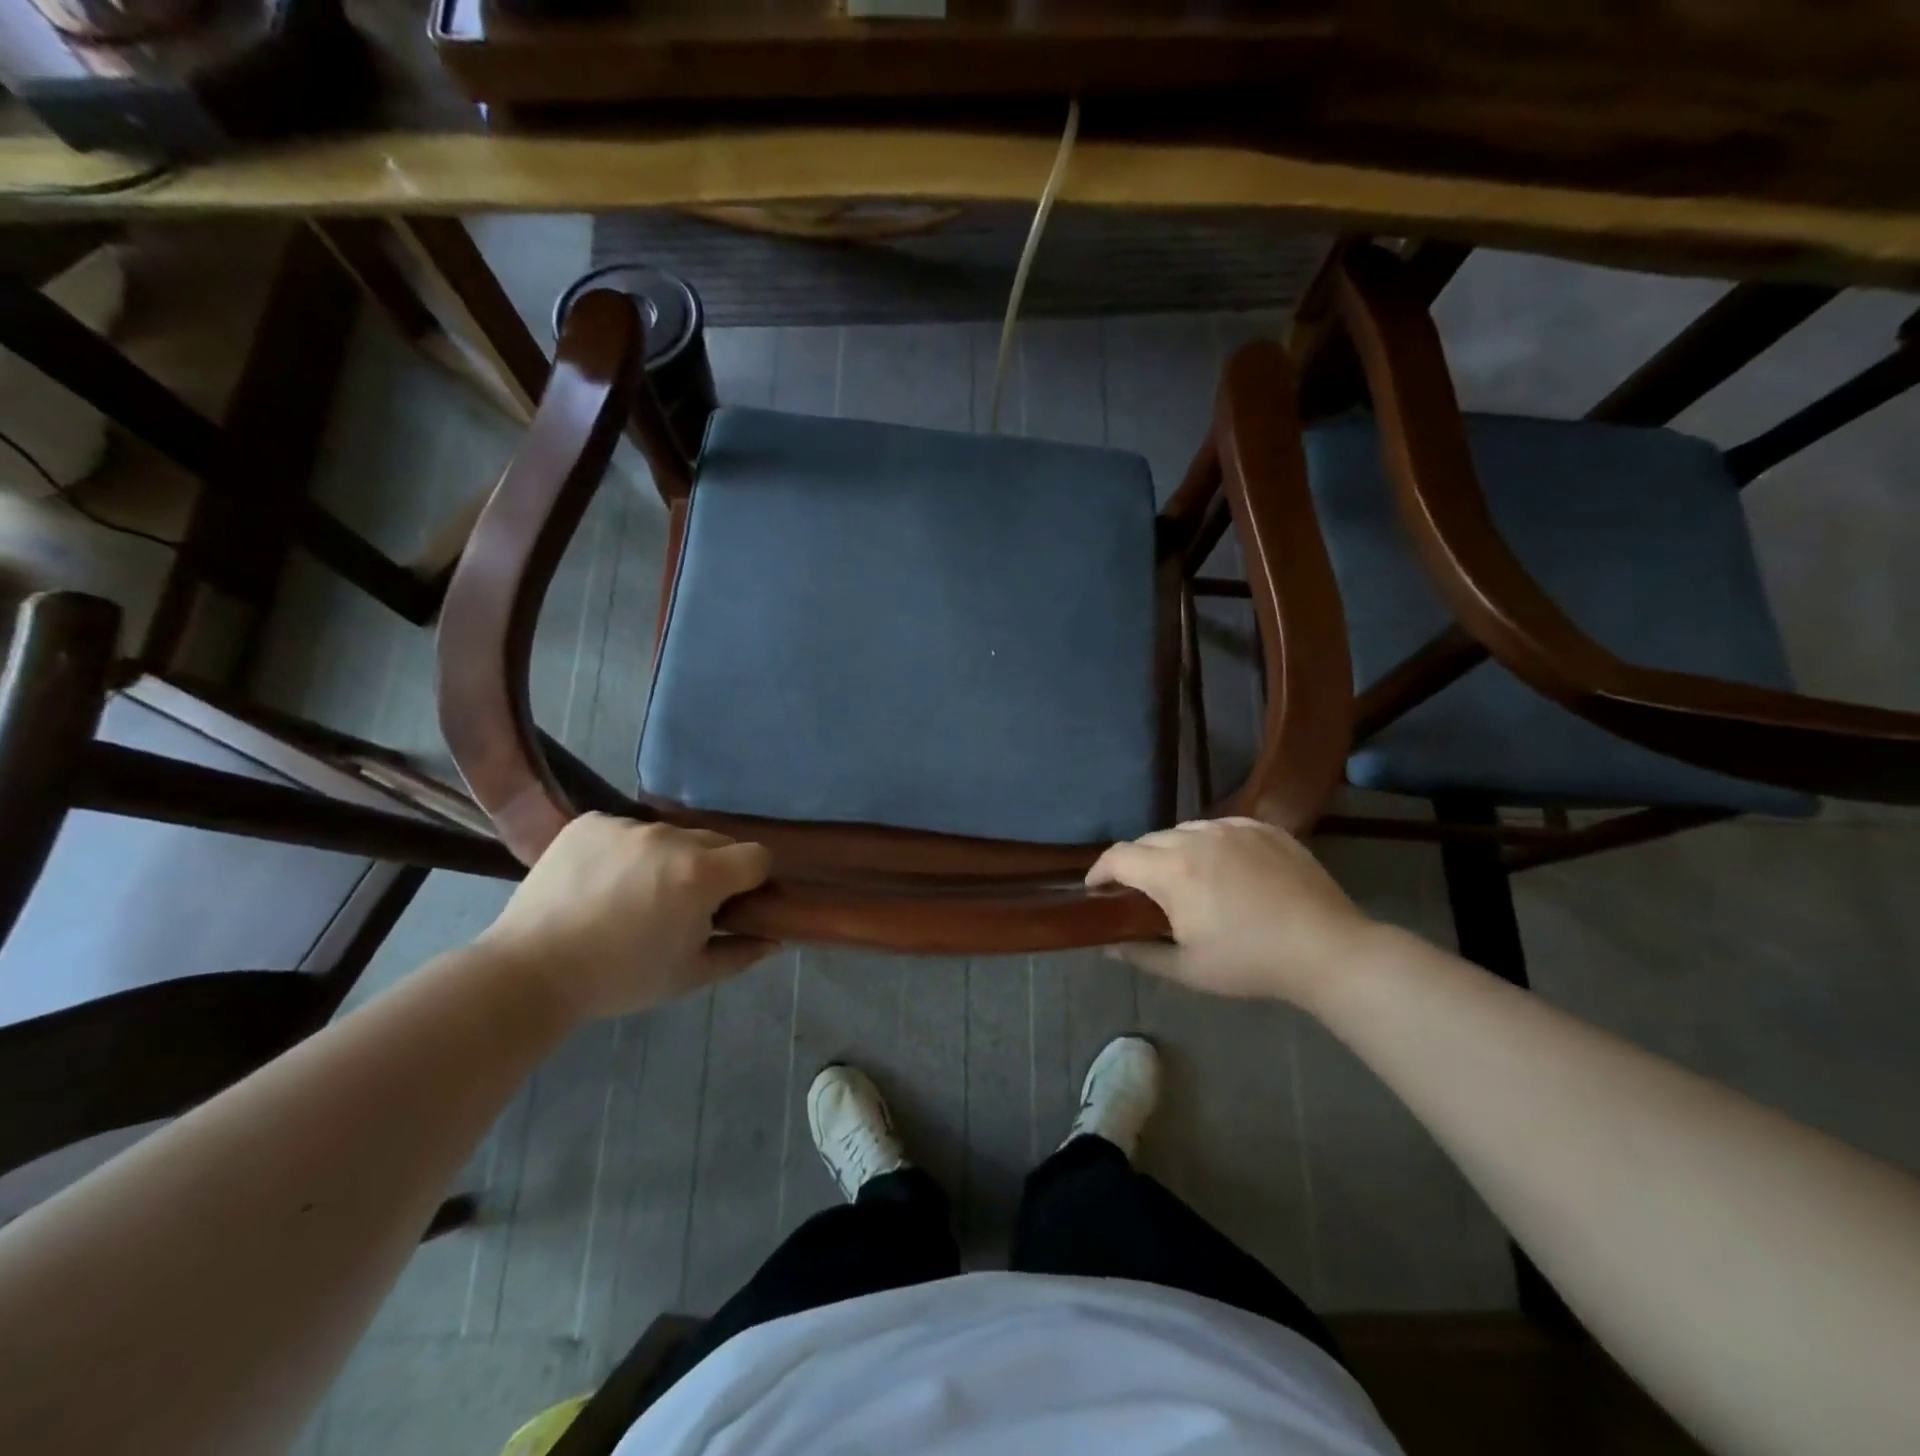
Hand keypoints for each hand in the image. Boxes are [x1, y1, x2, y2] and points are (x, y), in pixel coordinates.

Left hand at [475, 815, 775, 1019]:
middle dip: (712, 868)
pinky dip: (625, 850)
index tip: (733, 903)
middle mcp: (671, 838)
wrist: (530, 972)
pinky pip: (626, 829)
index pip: (757, 856)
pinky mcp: (590, 822)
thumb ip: (739, 954)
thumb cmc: (619, 978)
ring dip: (668, 858)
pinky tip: (602, 880)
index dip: (753, 880)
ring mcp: (628, 826)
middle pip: (716, 841)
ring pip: (670, 834)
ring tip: (635, 894)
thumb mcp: (688, 976)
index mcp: (701, 874)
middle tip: (683, 904)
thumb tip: (774, 940)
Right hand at [1086, 817, 1376, 1007]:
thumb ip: (1141, 954)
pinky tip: (1222, 866)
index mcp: (1172, 870)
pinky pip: (1221, 826)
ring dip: (1172, 849)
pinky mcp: (1264, 828)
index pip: (1118, 856)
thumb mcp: (1188, 969)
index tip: (1096, 888)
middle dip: (1136, 862)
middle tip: (1140, 891)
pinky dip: (1209, 842)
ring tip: (1183, 876)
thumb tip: (1108, 946)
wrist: (1327, 949)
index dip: (1100, 870)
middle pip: (1149, 840)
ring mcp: (1233, 828)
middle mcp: (1197, 837)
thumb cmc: (1251, 962)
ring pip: (1185, 829)